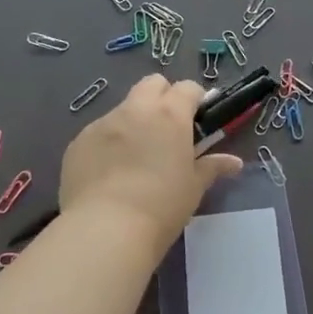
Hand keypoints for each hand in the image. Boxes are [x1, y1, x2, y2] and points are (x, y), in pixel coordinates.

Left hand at [60, 75, 240, 258]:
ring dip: (134, 121)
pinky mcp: (78, 142)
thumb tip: (234, 162)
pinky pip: (98, 132)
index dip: (195, 99)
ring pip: (123, 108)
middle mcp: (135, 110)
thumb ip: (212, 167)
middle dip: (163, 97)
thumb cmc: (161, 206)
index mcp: (170, 114)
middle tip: (168, 129)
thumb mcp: (193, 188)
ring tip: (135, 156)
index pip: (187, 88)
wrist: (106, 229)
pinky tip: (109, 173)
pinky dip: (108, 143)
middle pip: (152, 84)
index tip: (198, 120)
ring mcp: (103, 123)